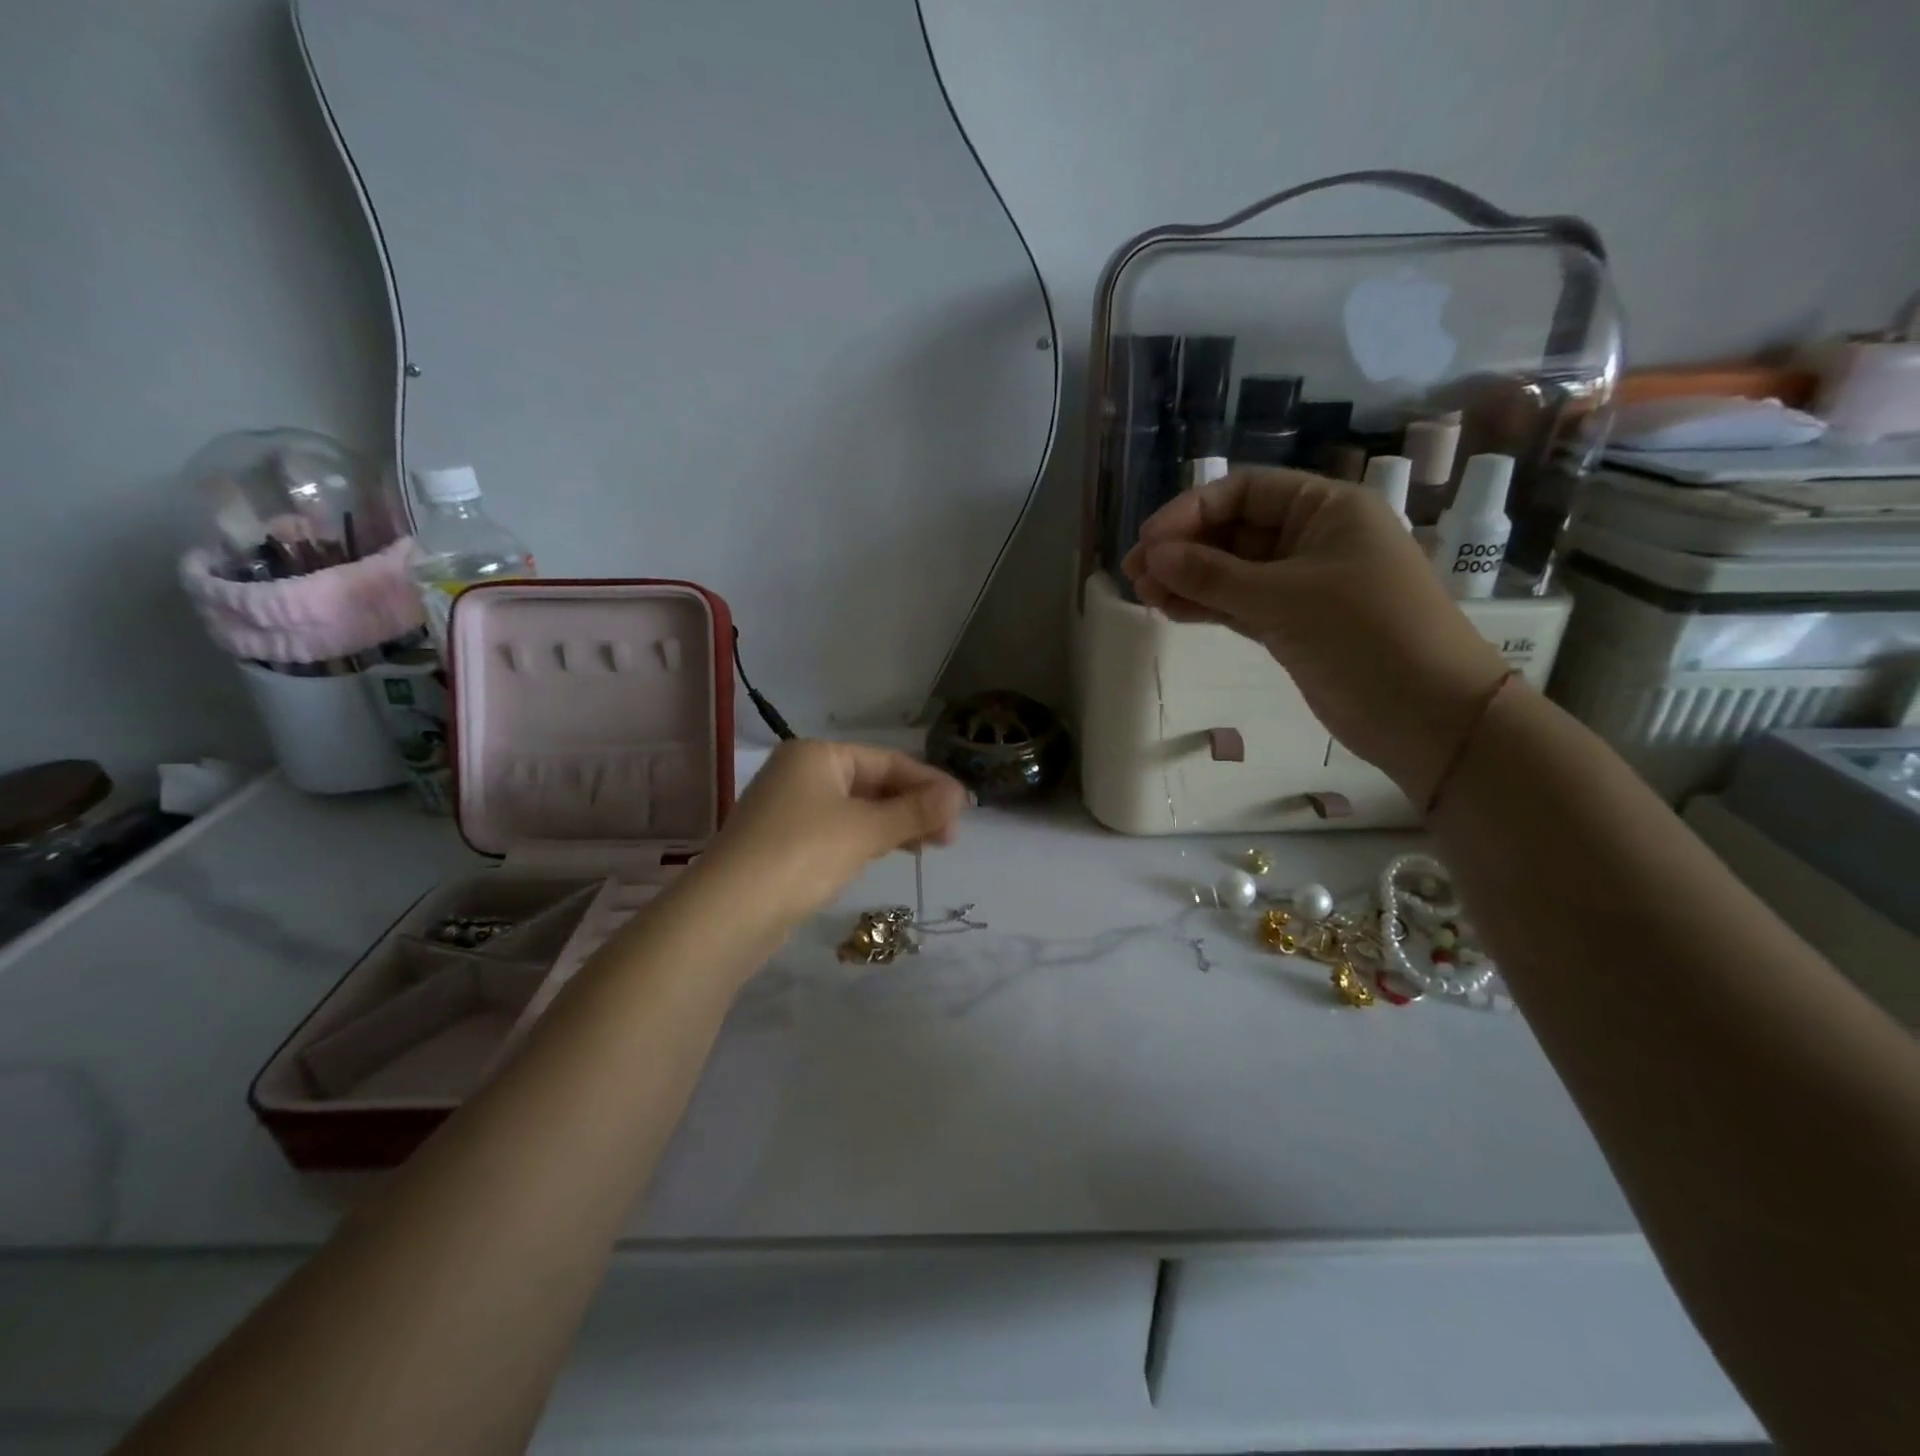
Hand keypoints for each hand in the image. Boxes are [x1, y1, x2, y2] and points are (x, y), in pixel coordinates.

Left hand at [695, 740, 968, 927]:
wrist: (729, 914)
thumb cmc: (802, 854)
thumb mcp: (866, 830)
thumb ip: (914, 811)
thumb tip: (960, 795)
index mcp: (817, 755)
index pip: (888, 760)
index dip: (929, 783)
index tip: (965, 809)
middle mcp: (801, 773)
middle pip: (873, 783)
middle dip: (914, 806)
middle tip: (950, 836)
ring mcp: (790, 809)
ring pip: (857, 809)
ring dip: (895, 824)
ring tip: (931, 846)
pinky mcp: (785, 843)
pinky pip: (839, 831)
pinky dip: (869, 839)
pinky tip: (891, 852)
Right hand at [1121, 468, 1509, 802]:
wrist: (1426, 713)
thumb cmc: (1366, 634)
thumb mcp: (1285, 598)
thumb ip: (1213, 575)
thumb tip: (1153, 557)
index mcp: (1326, 508)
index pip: (1244, 492)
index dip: (1191, 511)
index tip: (1149, 541)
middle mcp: (1313, 538)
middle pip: (1233, 531)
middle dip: (1183, 549)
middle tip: (1135, 575)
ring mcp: (1302, 584)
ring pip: (1232, 571)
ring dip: (1188, 580)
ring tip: (1144, 596)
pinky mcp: (1293, 624)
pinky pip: (1240, 604)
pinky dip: (1207, 606)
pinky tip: (1171, 611)